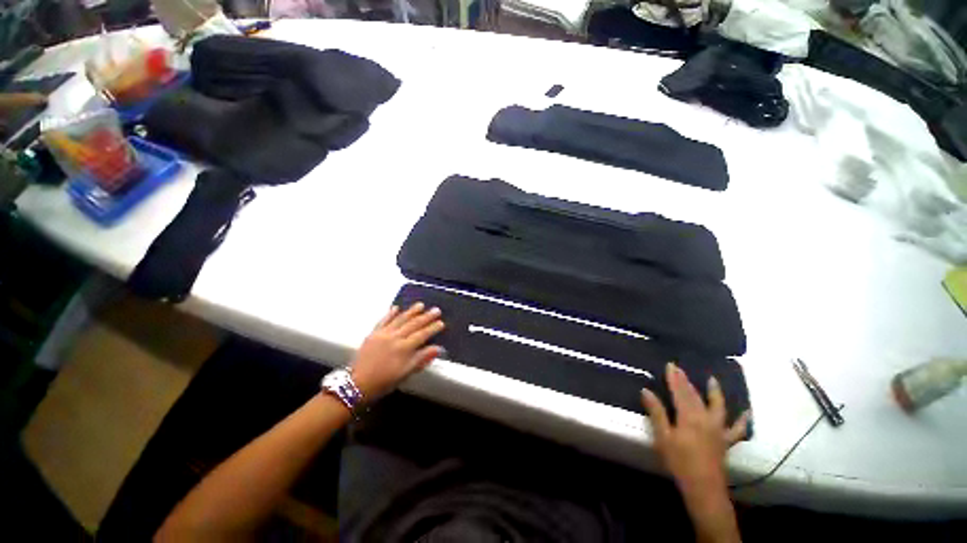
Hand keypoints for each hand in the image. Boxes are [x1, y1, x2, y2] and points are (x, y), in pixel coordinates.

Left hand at [349, 303, 444, 399]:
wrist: (358, 384)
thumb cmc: (385, 381)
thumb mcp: (406, 373)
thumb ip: (421, 359)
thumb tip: (437, 348)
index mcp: (404, 348)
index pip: (422, 335)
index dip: (432, 328)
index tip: (441, 322)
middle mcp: (395, 337)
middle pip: (413, 324)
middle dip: (426, 317)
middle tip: (436, 310)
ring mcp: (383, 334)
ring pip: (400, 319)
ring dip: (411, 311)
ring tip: (420, 305)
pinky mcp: (373, 333)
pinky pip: (383, 320)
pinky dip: (390, 313)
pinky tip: (396, 307)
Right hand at [641, 362, 749, 490]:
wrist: (703, 487)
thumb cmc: (679, 461)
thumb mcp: (663, 437)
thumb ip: (656, 412)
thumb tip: (646, 391)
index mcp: (688, 417)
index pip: (679, 392)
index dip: (674, 378)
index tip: (671, 365)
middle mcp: (705, 418)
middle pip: (695, 396)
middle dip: (686, 381)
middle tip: (680, 369)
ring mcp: (718, 429)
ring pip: (717, 406)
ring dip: (714, 393)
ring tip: (712, 380)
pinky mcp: (725, 441)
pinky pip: (736, 429)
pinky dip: (742, 420)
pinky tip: (747, 413)